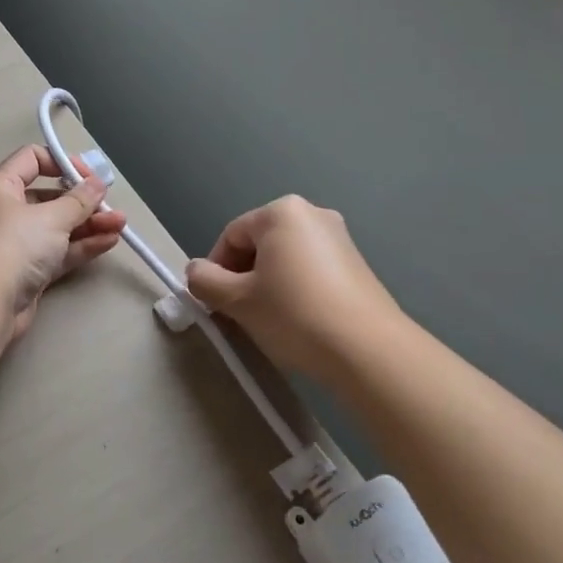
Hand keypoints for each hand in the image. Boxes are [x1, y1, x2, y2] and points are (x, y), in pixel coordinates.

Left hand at [0, 146, 128, 341]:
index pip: (31, 159)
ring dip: (89, 224)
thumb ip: (79, 200)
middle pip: (49, 197)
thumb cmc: (14, 246)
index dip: (62, 162)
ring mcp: (17, 244)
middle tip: (111, 204)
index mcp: (0, 187)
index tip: (89, 175)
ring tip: (120, 224)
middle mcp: (6, 212)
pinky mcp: (28, 272)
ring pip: (57, 227)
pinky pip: (59, 252)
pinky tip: (109, 242)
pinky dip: (81, 246)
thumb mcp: (51, 217)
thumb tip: (97, 183)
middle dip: (83, 200)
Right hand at [185, 195, 400, 381]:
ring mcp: (340, 238)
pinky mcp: (357, 265)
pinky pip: (310, 270)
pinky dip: (295, 289)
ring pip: (285, 259)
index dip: (215, 270)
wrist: (368, 350)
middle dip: (242, 277)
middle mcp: (313, 214)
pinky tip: (297, 321)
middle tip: (237, 313)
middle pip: (259, 244)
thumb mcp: (238, 300)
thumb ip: (205, 281)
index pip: (231, 236)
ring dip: (267, 285)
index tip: (214, 303)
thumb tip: (195, 271)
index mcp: (281, 212)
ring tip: (267, 320)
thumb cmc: (294, 314)